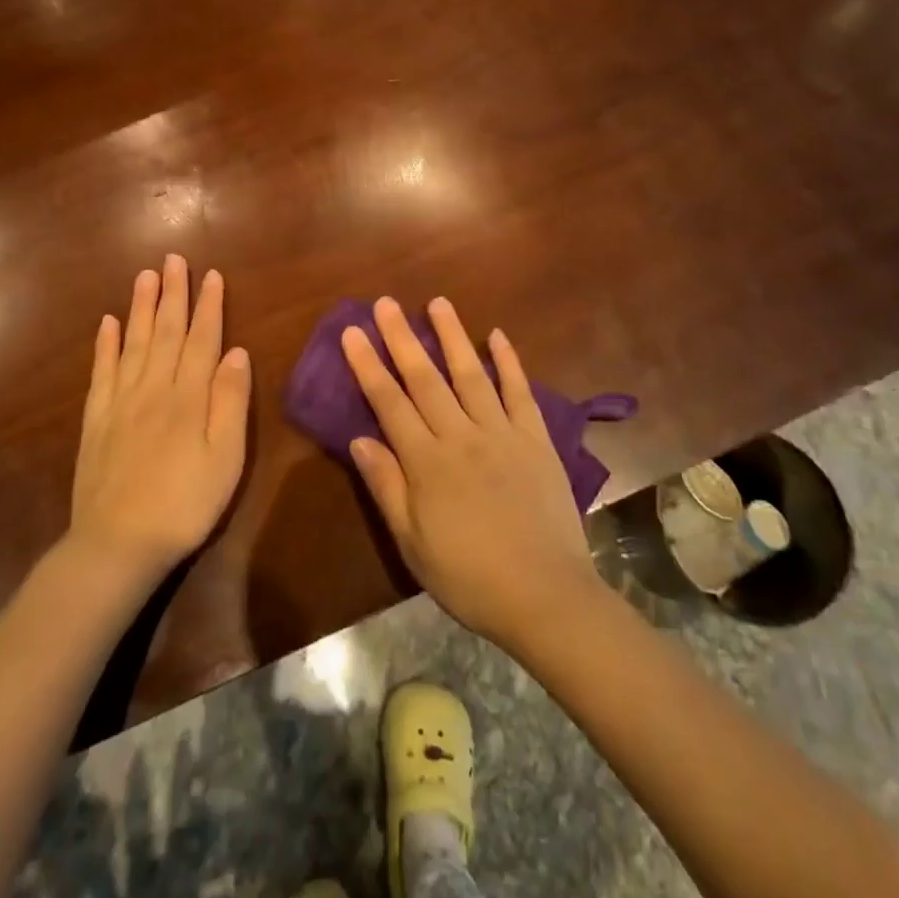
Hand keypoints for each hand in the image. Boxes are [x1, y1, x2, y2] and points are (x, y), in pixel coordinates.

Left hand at [68, 255, 250, 585]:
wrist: (118, 544)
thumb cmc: (185, 503)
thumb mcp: (226, 457)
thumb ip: (231, 401)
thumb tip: (237, 351)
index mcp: (188, 396)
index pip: (201, 339)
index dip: (208, 306)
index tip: (211, 275)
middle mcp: (153, 388)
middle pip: (165, 331)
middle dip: (172, 293)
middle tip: (173, 259)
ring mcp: (120, 403)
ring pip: (132, 343)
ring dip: (140, 307)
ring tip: (145, 276)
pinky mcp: (96, 421)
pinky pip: (101, 372)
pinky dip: (104, 345)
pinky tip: (106, 324)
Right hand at [341, 296, 601, 647]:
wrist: (545, 595)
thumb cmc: (469, 577)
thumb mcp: (412, 543)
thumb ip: (386, 487)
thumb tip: (359, 439)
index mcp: (427, 462)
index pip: (389, 403)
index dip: (368, 365)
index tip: (353, 332)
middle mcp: (461, 436)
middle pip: (425, 378)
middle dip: (402, 338)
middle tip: (386, 303)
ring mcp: (502, 433)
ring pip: (471, 374)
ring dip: (453, 336)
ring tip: (438, 302)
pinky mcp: (536, 439)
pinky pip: (520, 392)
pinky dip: (508, 362)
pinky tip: (498, 336)